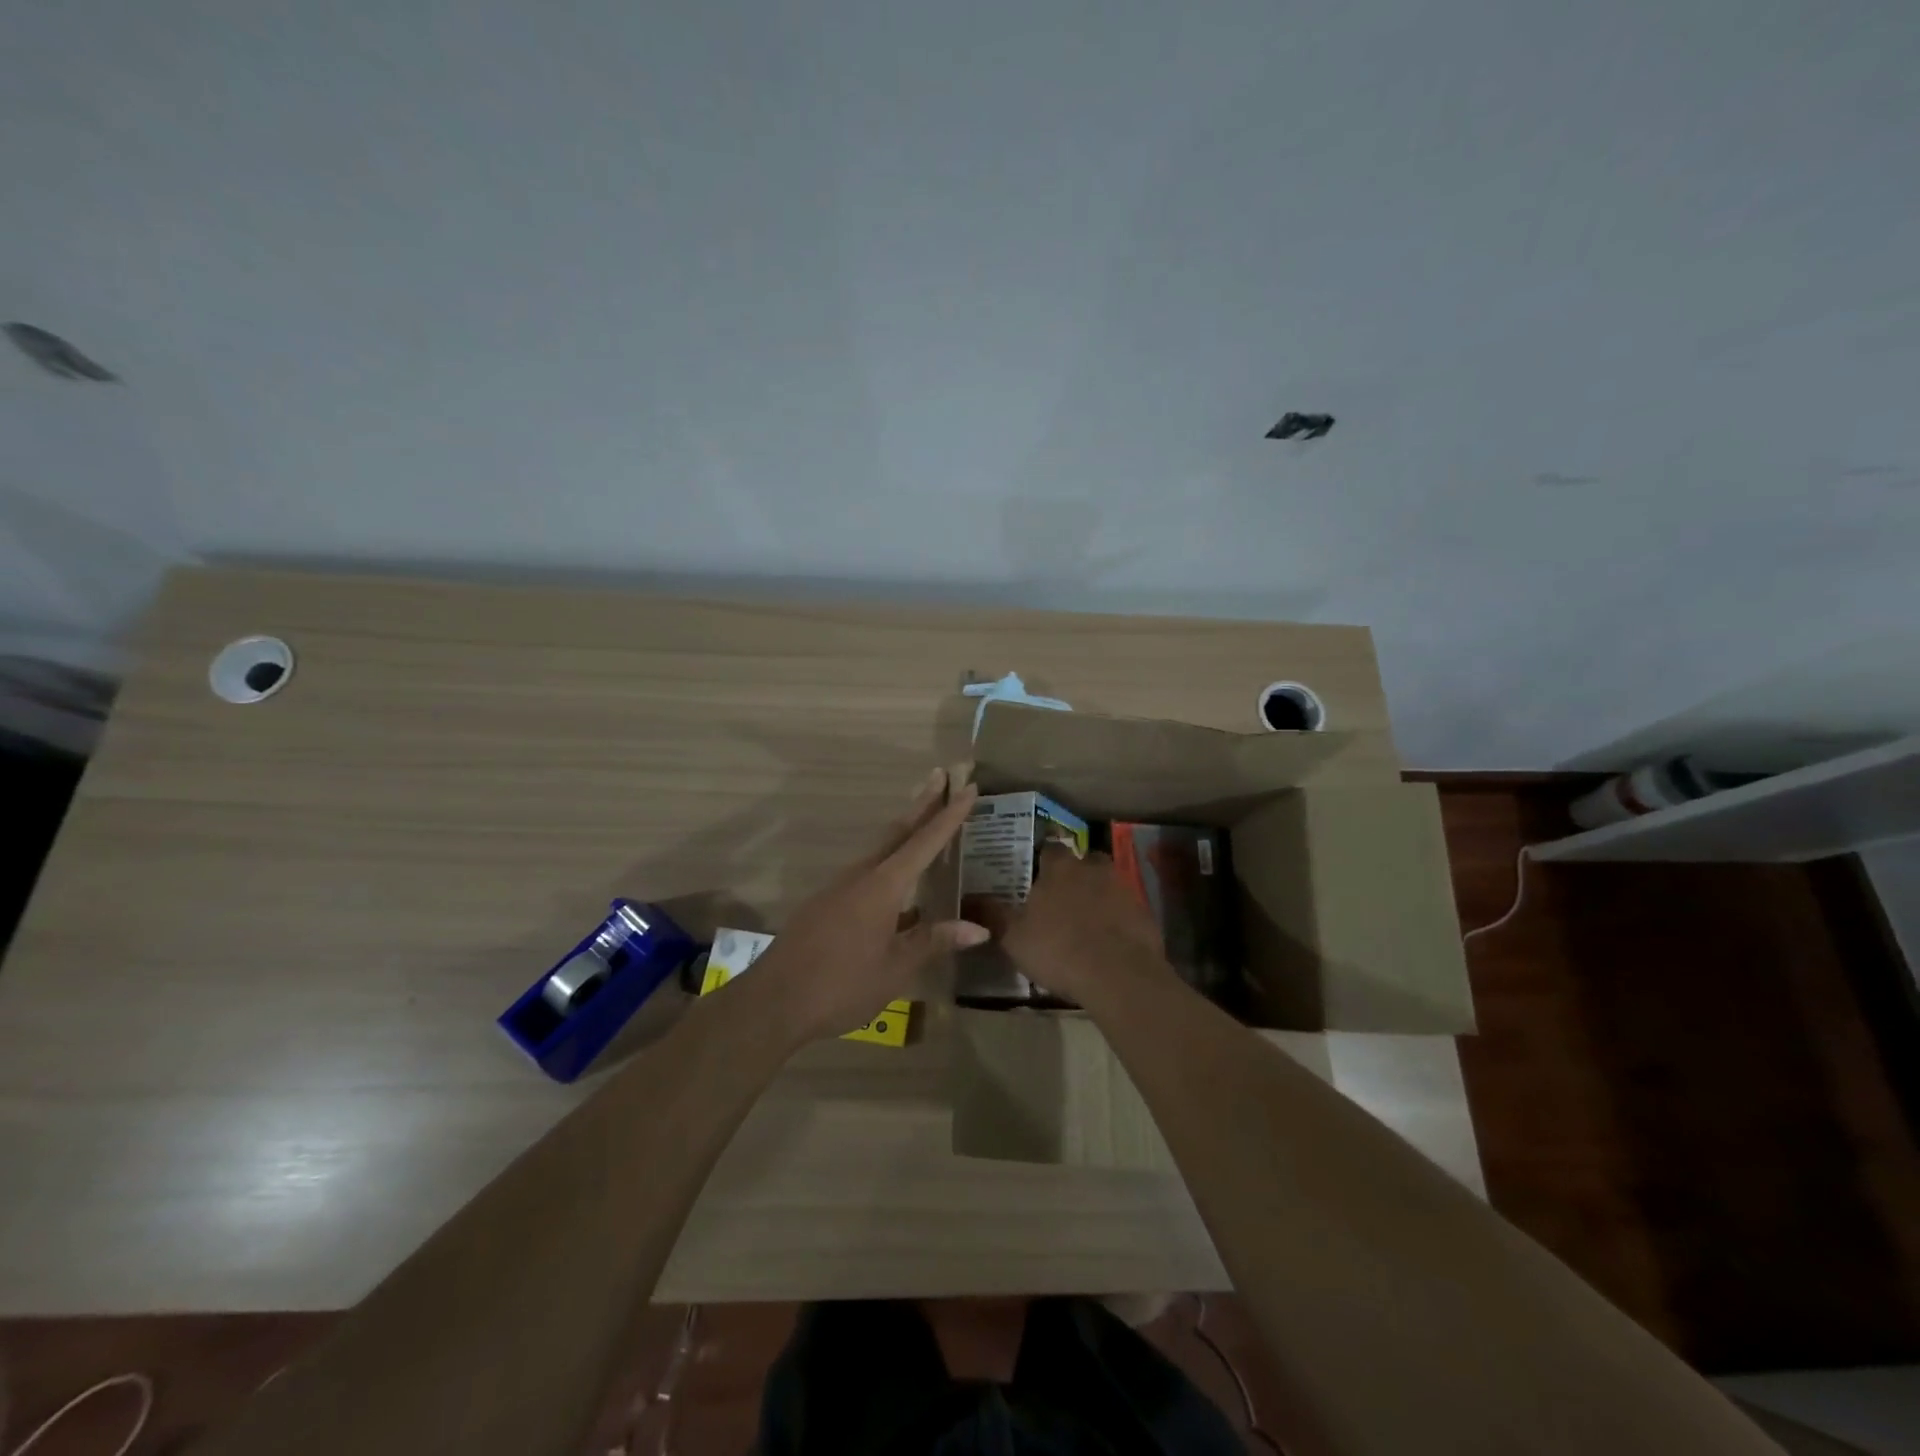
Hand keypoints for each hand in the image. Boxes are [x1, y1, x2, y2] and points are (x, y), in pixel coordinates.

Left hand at [753, 768, 985, 1041]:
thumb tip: (979, 927)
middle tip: (941, 775)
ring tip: (925, 816)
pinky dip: (889, 859)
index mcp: (883, 886)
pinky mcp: (827, 903)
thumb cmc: (841, 985)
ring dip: (905, 829)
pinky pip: (866, 870)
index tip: (967, 787)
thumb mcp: (896, 968)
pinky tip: (897, 881)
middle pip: (898, 831)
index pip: (924, 842)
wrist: (774, 1001)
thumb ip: (934, 941)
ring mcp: (839, 887)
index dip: (949, 815)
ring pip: (880, 848)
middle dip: (922, 803)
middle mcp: (861, 875)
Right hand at [967, 845, 1172, 1008]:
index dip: (1043, 859)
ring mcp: (1124, 889)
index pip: (1050, 848)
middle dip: (1076, 872)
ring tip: (1086, 920)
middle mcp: (1093, 869)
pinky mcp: (1145, 915)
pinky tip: (1109, 941)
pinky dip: (1118, 920)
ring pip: (1108, 883)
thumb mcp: (1014, 937)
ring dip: (1099, 895)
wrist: (1119, 975)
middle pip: (1085, 860)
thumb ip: (992, 916)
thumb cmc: (1059, 949)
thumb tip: (967, 899)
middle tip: (1063, 895)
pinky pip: (1127, 910)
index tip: (1036, 872)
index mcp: (1060, 868)